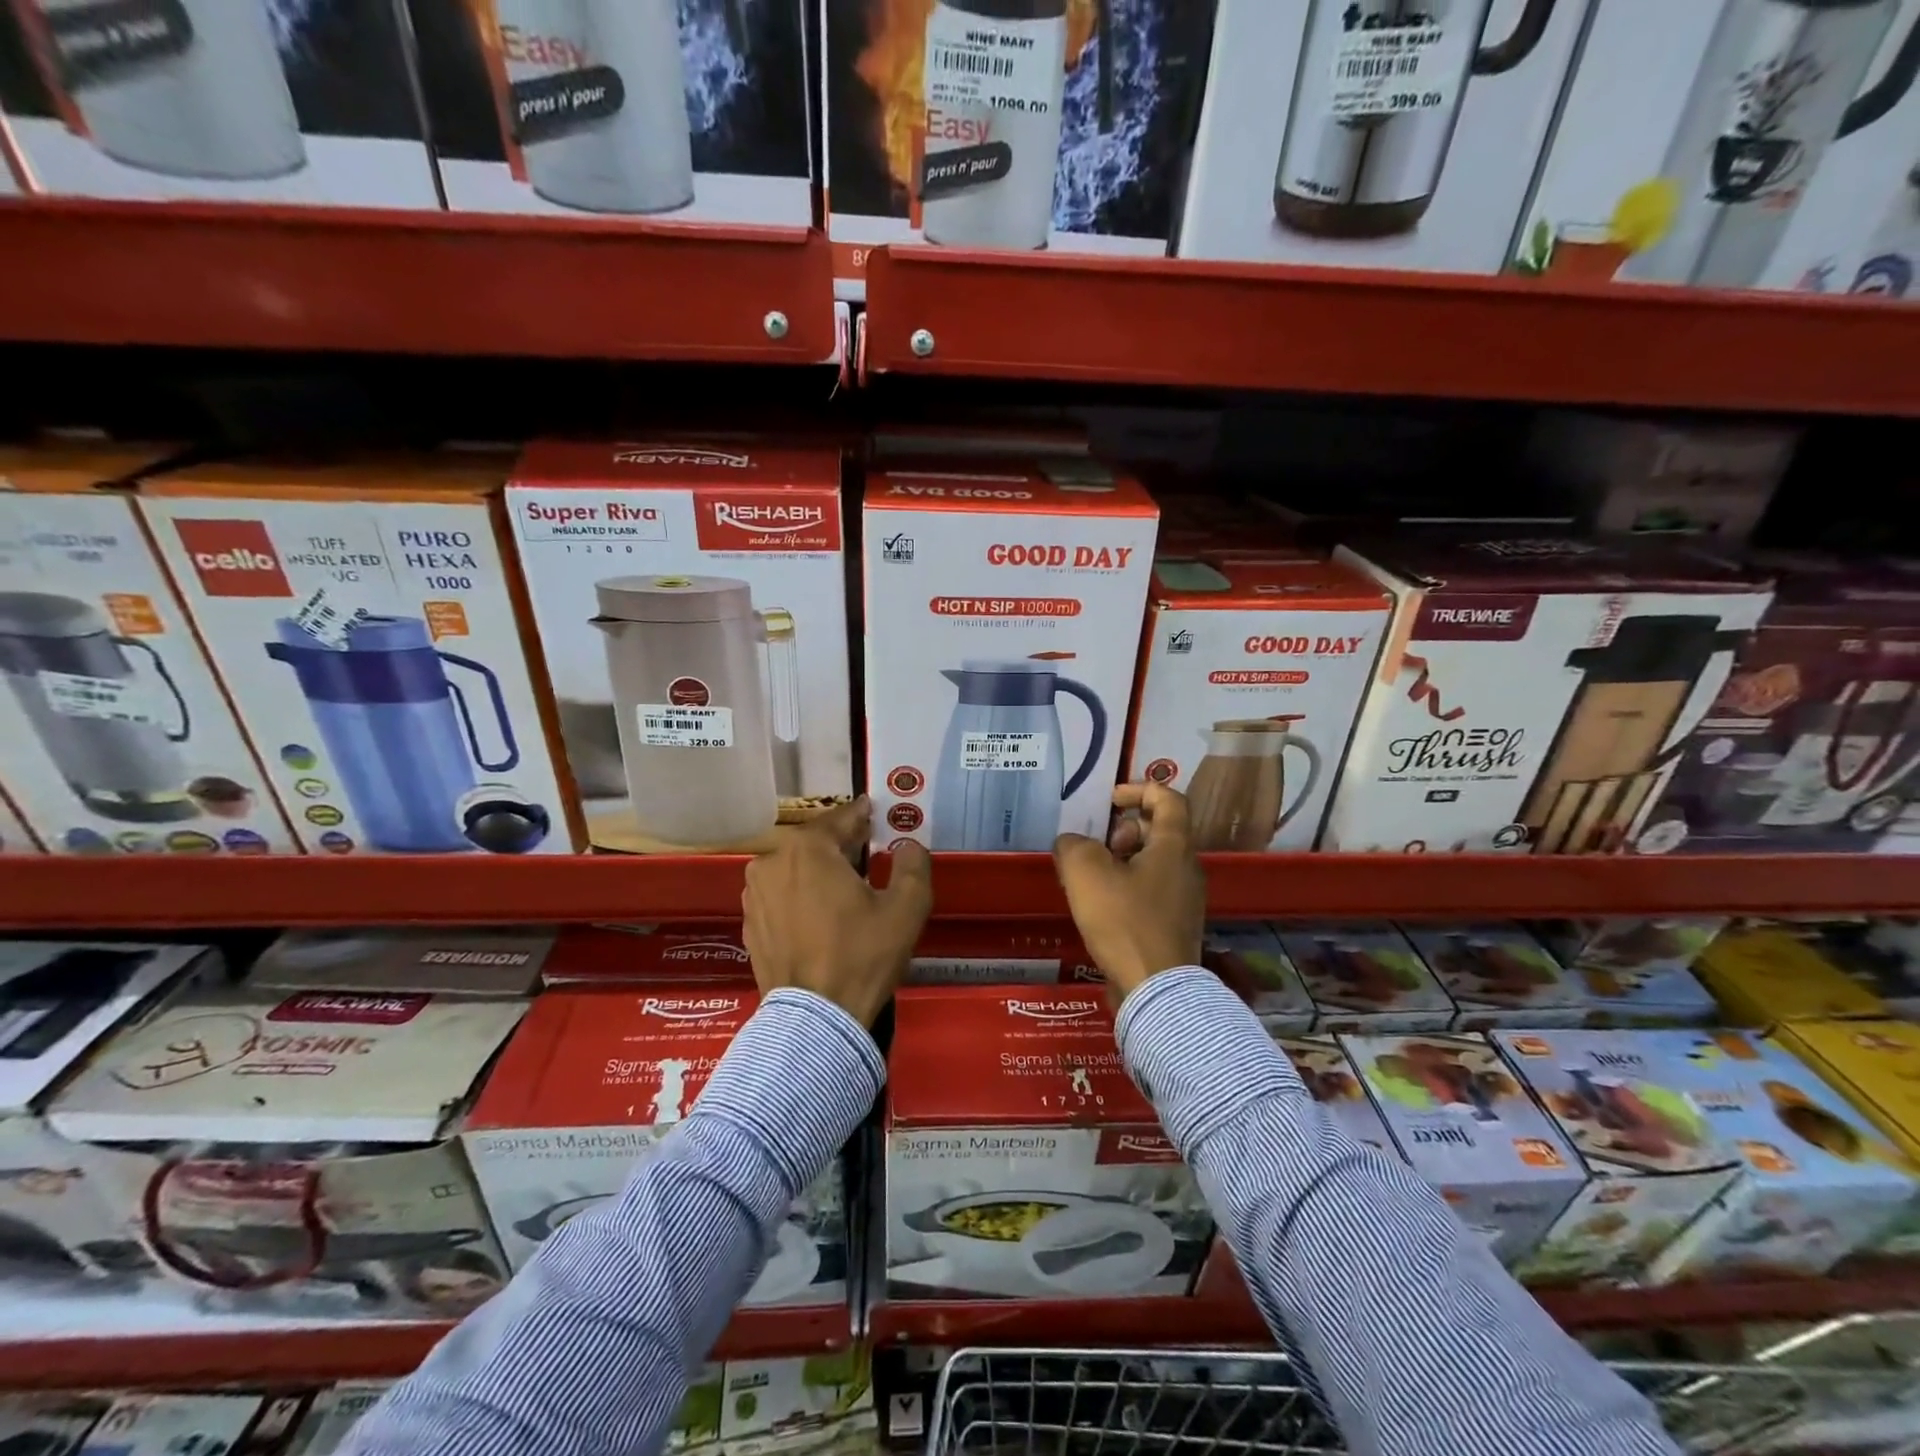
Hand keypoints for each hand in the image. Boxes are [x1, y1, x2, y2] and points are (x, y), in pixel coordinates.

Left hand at [741, 797, 932, 1027]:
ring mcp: (754, 894)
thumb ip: (913, 865)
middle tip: (867, 850)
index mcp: (806, 848)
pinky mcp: (750, 924)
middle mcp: (771, 861)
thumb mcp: (907, 908)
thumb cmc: (862, 955)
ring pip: (794, 868)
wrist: (815, 1019)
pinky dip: (800, 896)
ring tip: (844, 886)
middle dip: (841, 844)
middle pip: (814, 842)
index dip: (863, 814)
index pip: (841, 818)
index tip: (875, 810)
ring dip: (818, 870)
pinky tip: (820, 915)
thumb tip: (908, 846)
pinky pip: (781, 896)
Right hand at [1053, 783, 1205, 1005]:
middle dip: (1124, 831)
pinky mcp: (1175, 926)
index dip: (1139, 789)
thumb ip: (1073, 846)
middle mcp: (1187, 868)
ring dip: (1122, 861)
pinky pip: (1152, 891)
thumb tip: (1072, 844)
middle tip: (1097, 848)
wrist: (1156, 989)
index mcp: (1174, 846)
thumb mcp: (1086, 873)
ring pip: (1153, 863)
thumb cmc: (1124, 921)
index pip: (1168, 798)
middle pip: (1159, 831)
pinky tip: (1101, 909)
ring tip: (1091, 881)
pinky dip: (1127, 888)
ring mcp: (1185, 899)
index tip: (1110, 800)